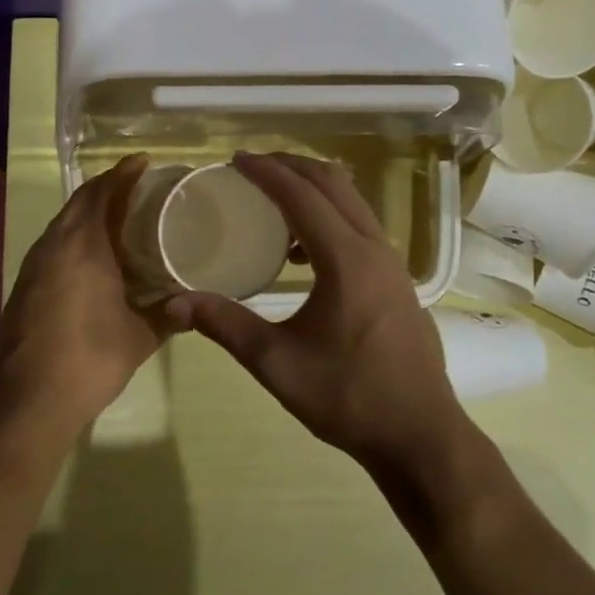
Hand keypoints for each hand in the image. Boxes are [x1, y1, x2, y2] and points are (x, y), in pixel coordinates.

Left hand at [0, 154, 171, 423]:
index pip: (102, 192)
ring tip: (119, 216)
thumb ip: (169, 316)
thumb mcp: (140, 336)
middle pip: (80, 201)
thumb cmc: (90, 357)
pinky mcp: (25, 284)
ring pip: (63, 222)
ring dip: (88, 211)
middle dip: (106, 188)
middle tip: (137, 187)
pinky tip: (94, 255)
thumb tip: (194, 306)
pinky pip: (54, 243)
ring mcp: (35, 264)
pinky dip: (75, 235)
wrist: (28, 397)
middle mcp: (55, 244)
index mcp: (84, 244)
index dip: (123, 173)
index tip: (144, 162)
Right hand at [166, 153, 472, 474]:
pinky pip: (361, 226)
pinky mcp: (398, 279)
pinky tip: (302, 253)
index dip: (267, 172)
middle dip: (292, 167)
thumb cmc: (348, 397)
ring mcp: (392, 262)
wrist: (420, 435)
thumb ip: (225, 325)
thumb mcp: (277, 363)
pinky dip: (330, 216)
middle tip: (252, 167)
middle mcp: (374, 248)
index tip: (235, 159)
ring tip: (273, 200)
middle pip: (333, 184)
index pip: (302, 196)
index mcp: (346, 260)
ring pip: (352, 202)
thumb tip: (174, 304)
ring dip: (314, 189)